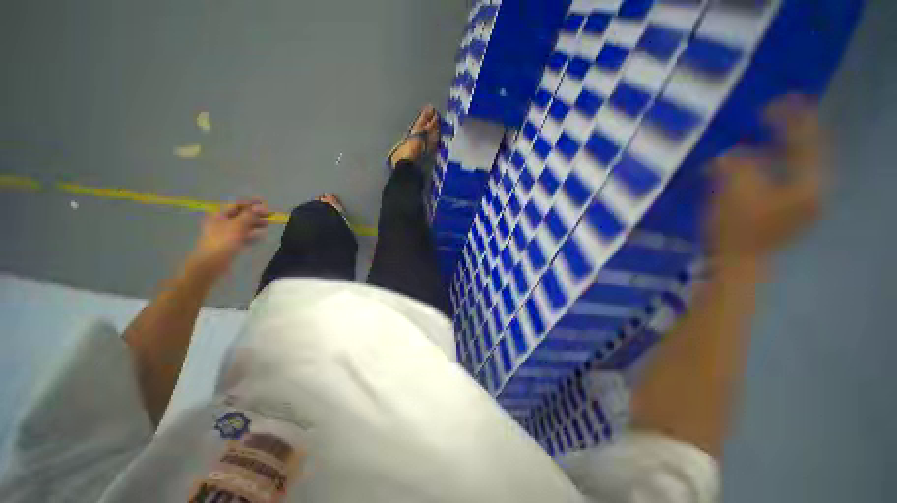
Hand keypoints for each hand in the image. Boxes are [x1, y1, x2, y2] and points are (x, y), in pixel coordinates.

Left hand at [187, 199, 270, 278]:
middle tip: (270, 215)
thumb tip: (259, 207)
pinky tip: (260, 236)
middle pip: (240, 215)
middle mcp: (221, 222)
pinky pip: (242, 236)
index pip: (237, 205)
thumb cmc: (223, 242)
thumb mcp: (237, 226)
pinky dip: (251, 235)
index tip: (264, 202)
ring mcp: (225, 234)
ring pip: (242, 226)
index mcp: (220, 216)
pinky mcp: (229, 244)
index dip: (250, 203)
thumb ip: (249, 216)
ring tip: (267, 224)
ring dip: (254, 224)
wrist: (211, 264)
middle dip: (255, 214)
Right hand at [710, 95, 824, 261]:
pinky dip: (777, 166)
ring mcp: (803, 203)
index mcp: (808, 184)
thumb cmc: (737, 228)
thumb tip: (729, 154)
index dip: (795, 118)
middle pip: (809, 151)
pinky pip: (789, 178)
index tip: (780, 99)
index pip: (808, 141)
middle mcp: (813, 190)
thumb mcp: (734, 189)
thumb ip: (736, 164)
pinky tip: (762, 161)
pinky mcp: (789, 211)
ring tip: (771, 133)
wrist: (737, 262)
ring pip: (799, 165)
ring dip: (783, 147)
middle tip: (776, 112)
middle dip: (793, 130)